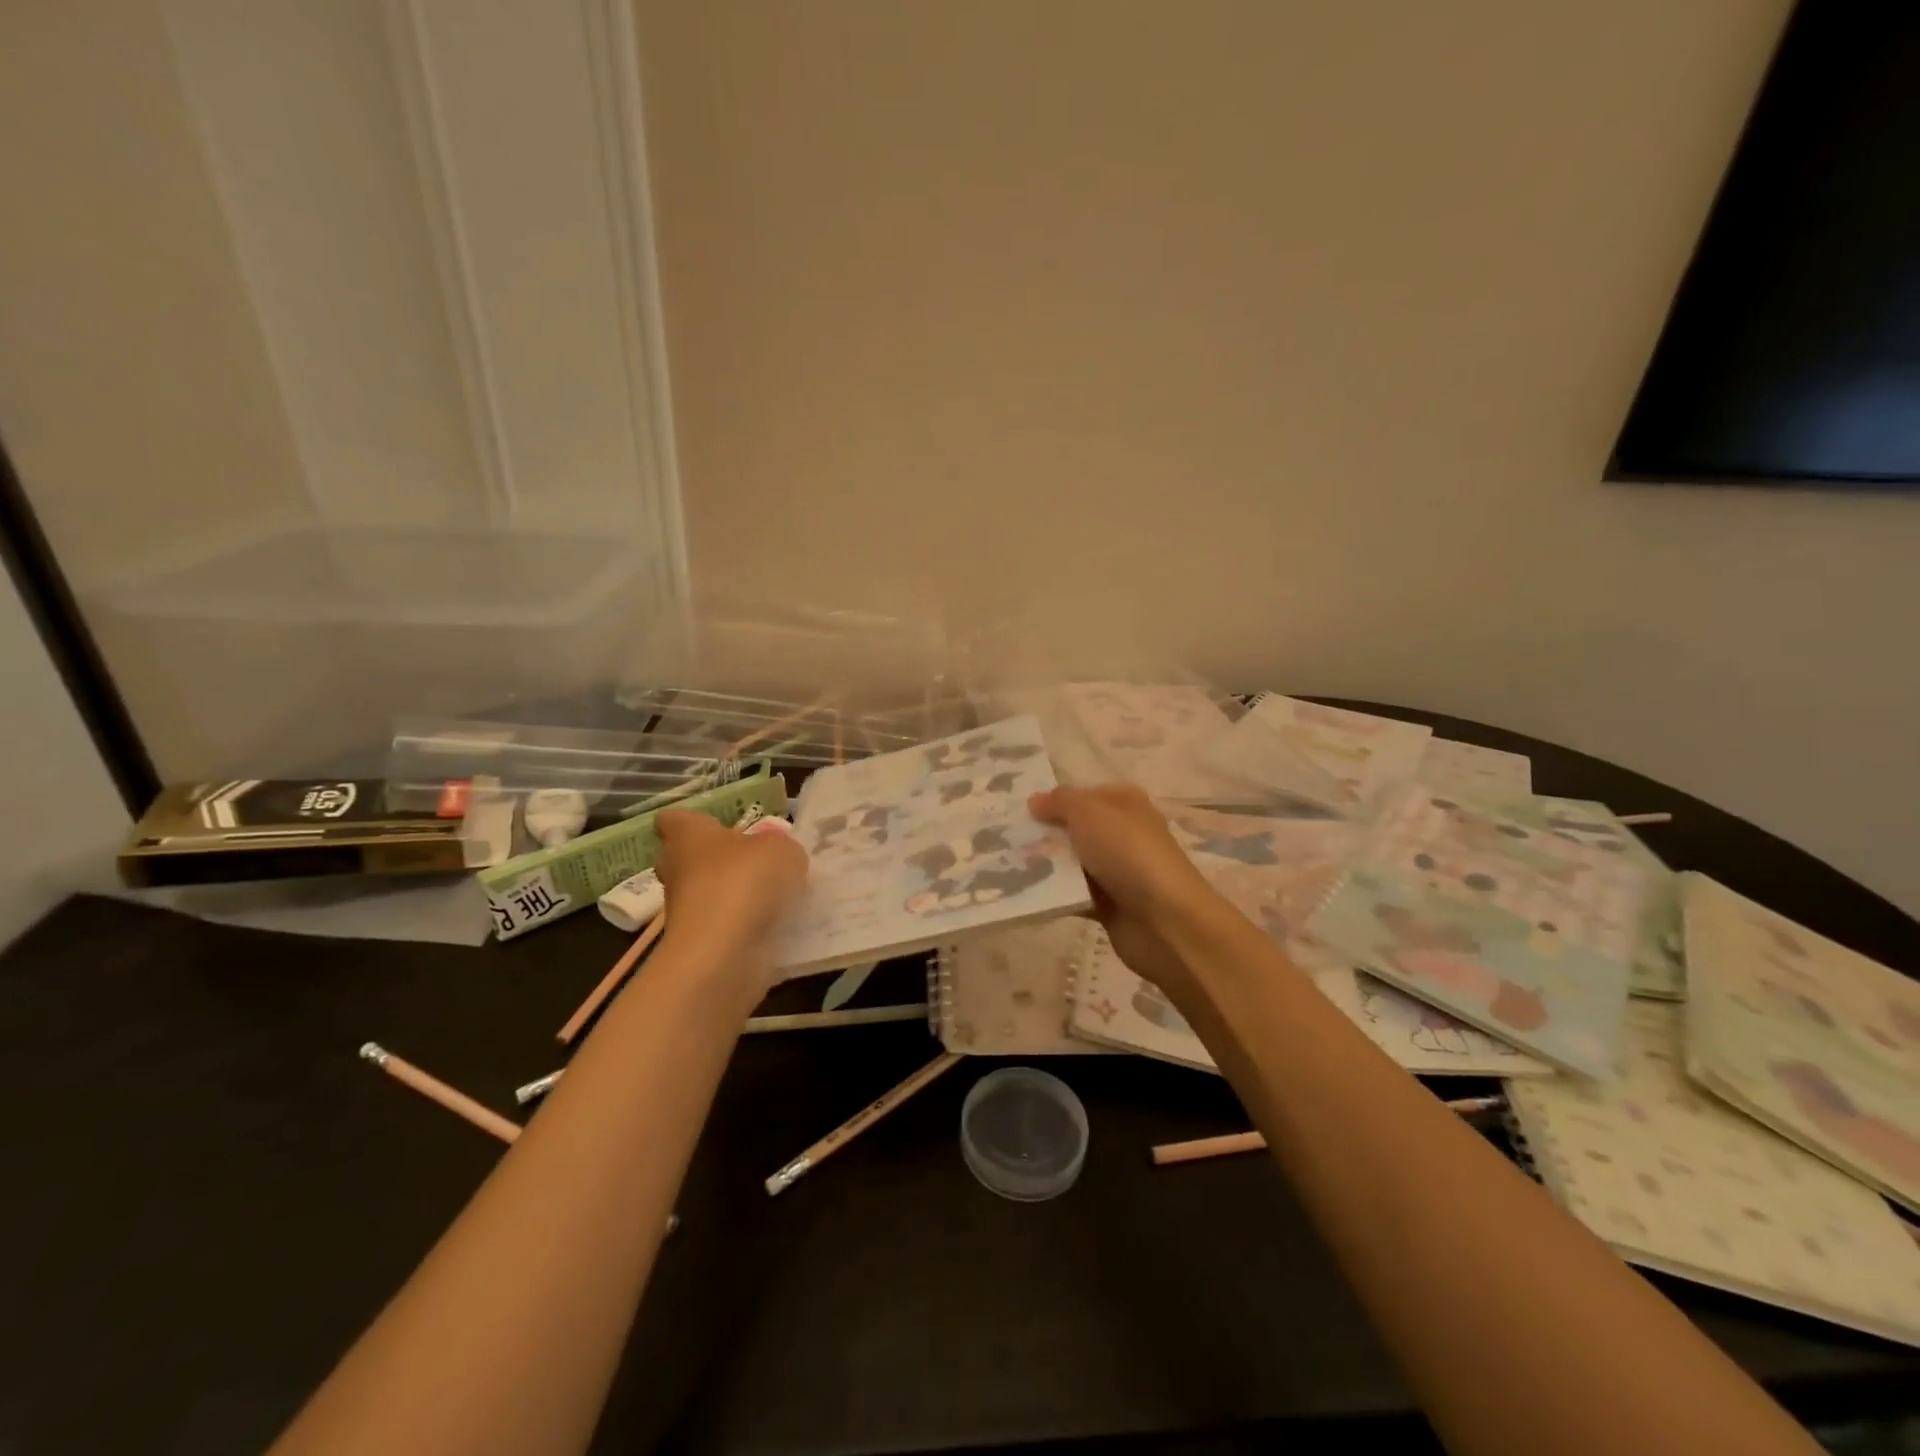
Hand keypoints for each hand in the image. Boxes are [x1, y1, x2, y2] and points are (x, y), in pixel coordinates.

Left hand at [653, 811, 808, 961]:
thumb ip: (780, 848)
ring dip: (734, 897)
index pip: (673, 820)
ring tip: (776, 898)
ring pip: (707, 896)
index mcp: (688, 836)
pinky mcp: (697, 947)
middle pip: (689, 860)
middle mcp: (677, 872)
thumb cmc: (744, 882)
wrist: (724, 952)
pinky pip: (723, 928)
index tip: (719, 826)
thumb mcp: (781, 850)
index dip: (694, 822)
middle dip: (717, 861)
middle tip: (754, 863)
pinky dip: (744, 928)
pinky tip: (775, 927)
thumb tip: (777, 857)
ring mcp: (683, 913)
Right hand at [1027, 785, 1219, 998]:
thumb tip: (1035, 800)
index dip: (1053, 801)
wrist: (1165, 920)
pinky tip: (1027, 894)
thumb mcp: (1088, 813)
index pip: (1083, 795)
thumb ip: (1059, 802)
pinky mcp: (1110, 906)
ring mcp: (1118, 871)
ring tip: (1009, 867)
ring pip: (1073, 863)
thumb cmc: (1128, 853)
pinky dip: (1055, 895)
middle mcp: (1123, 833)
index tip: (1020, 812)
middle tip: (1007, 840)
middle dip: (1045, 835)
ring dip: (1046, 866)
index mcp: (1125, 804)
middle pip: (1075, 829)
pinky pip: (1074, 895)